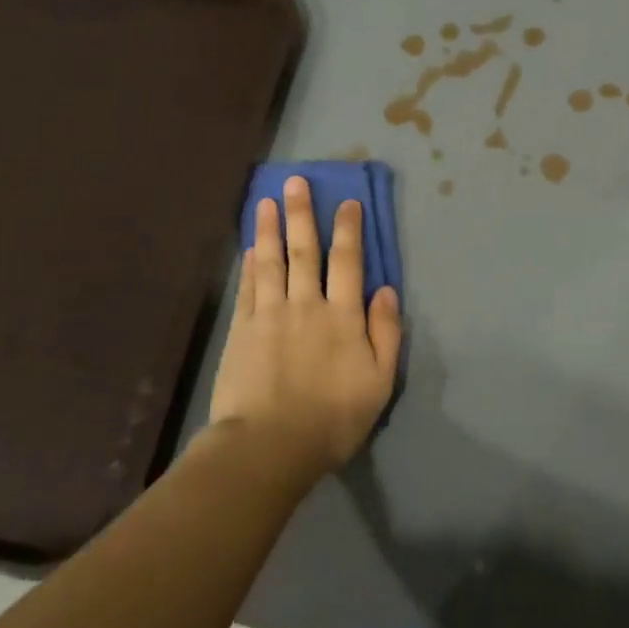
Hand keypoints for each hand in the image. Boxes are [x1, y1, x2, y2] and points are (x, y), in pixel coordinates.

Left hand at [209, 177, 401, 481]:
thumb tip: (386, 290)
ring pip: (271, 262)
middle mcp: (307, 305)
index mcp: (343, 317)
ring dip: (270, 229)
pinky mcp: (242, 331)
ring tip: (267, 201)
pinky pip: (248, 288)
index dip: (349, 230)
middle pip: (306, 251)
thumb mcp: (379, 382)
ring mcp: (270, 315)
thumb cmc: (333, 419)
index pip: (348, 262)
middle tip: (296, 182)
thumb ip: (385, 333)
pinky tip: (250, 248)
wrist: (270, 445)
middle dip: (303, 214)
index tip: (347, 202)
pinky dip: (250, 265)